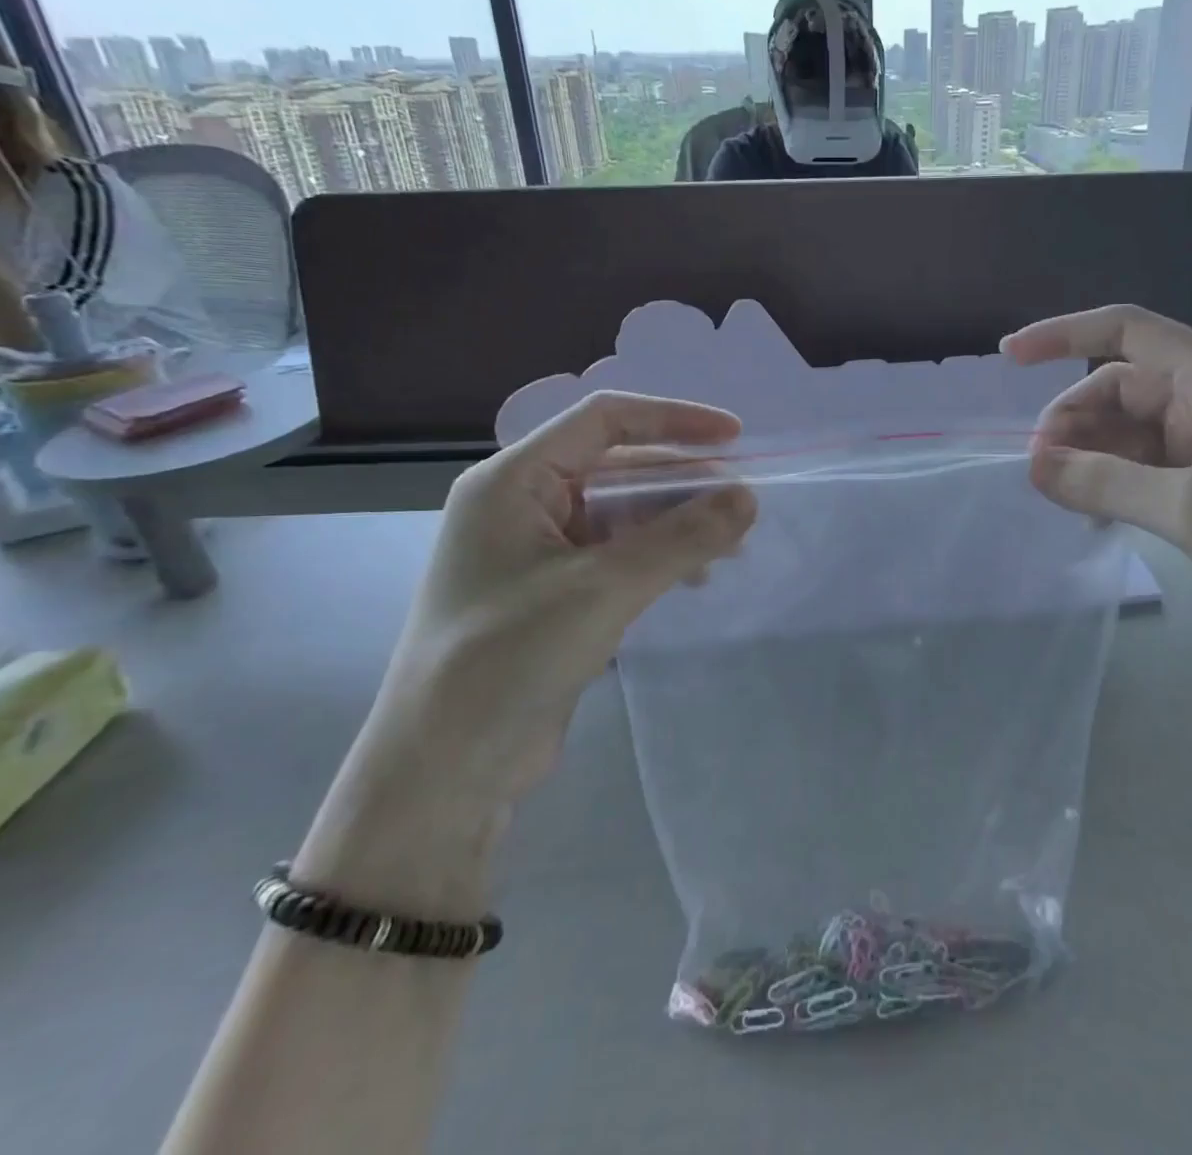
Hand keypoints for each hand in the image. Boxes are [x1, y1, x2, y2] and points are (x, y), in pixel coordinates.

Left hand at [373, 392, 755, 807]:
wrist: (443, 772)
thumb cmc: (509, 658)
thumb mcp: (604, 588)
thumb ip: (681, 538)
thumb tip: (748, 496)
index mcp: (513, 481)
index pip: (603, 420)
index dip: (673, 419)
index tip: (734, 437)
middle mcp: (521, 504)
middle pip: (616, 467)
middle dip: (681, 482)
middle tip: (741, 503)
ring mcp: (535, 551)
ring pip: (621, 514)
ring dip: (676, 523)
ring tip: (730, 546)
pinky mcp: (552, 593)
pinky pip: (616, 554)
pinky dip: (658, 557)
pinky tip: (694, 578)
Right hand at [1003, 305, 1191, 670]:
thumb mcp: (1190, 507)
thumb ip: (1104, 482)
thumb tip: (1035, 465)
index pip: (1127, 331)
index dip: (1063, 335)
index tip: (1009, 357)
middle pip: (1121, 389)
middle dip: (1074, 421)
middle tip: (1040, 469)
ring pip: (1131, 434)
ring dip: (1091, 457)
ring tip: (1060, 496)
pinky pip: (1148, 471)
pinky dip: (1115, 485)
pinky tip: (1093, 516)